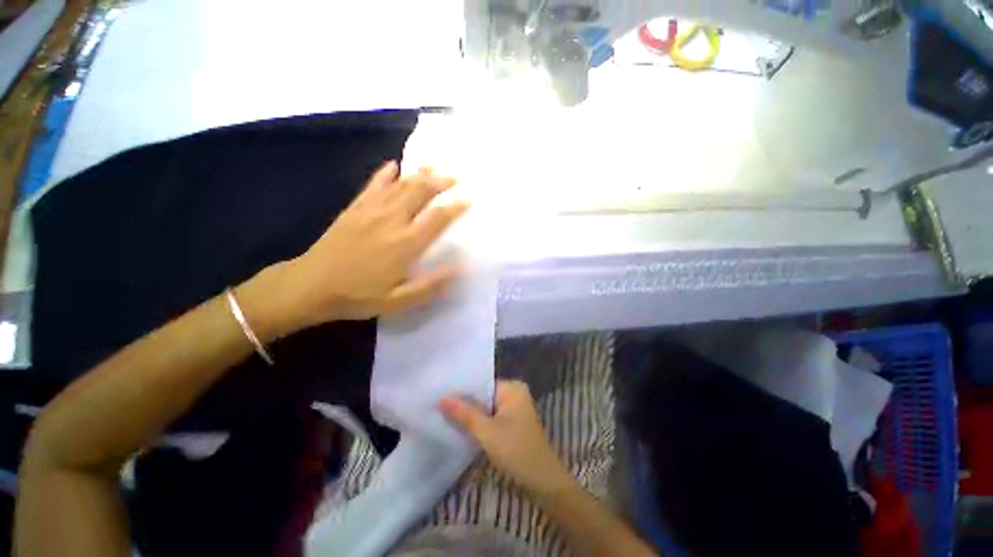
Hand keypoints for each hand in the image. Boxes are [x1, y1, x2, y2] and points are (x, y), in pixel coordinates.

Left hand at [243, 161, 468, 337]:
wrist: (311, 285)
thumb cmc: (359, 295)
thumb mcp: (399, 301)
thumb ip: (430, 285)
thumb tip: (459, 269)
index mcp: (406, 244)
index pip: (437, 218)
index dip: (455, 206)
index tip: (469, 198)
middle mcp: (392, 221)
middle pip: (420, 192)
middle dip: (441, 182)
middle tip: (456, 175)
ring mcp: (372, 211)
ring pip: (401, 184)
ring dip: (420, 173)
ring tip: (435, 166)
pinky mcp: (355, 207)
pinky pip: (374, 184)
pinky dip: (386, 173)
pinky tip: (395, 165)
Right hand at [440, 380, 575, 497]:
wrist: (543, 482)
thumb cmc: (516, 451)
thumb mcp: (486, 432)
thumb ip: (463, 414)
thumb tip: (441, 397)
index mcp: (512, 387)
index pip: (481, 383)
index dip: (461, 389)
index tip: (440, 392)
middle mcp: (514, 393)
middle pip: (483, 394)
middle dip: (464, 402)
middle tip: (438, 403)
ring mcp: (514, 408)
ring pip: (486, 407)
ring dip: (470, 413)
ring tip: (443, 412)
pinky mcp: (512, 423)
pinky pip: (491, 416)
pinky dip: (479, 421)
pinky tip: (460, 425)